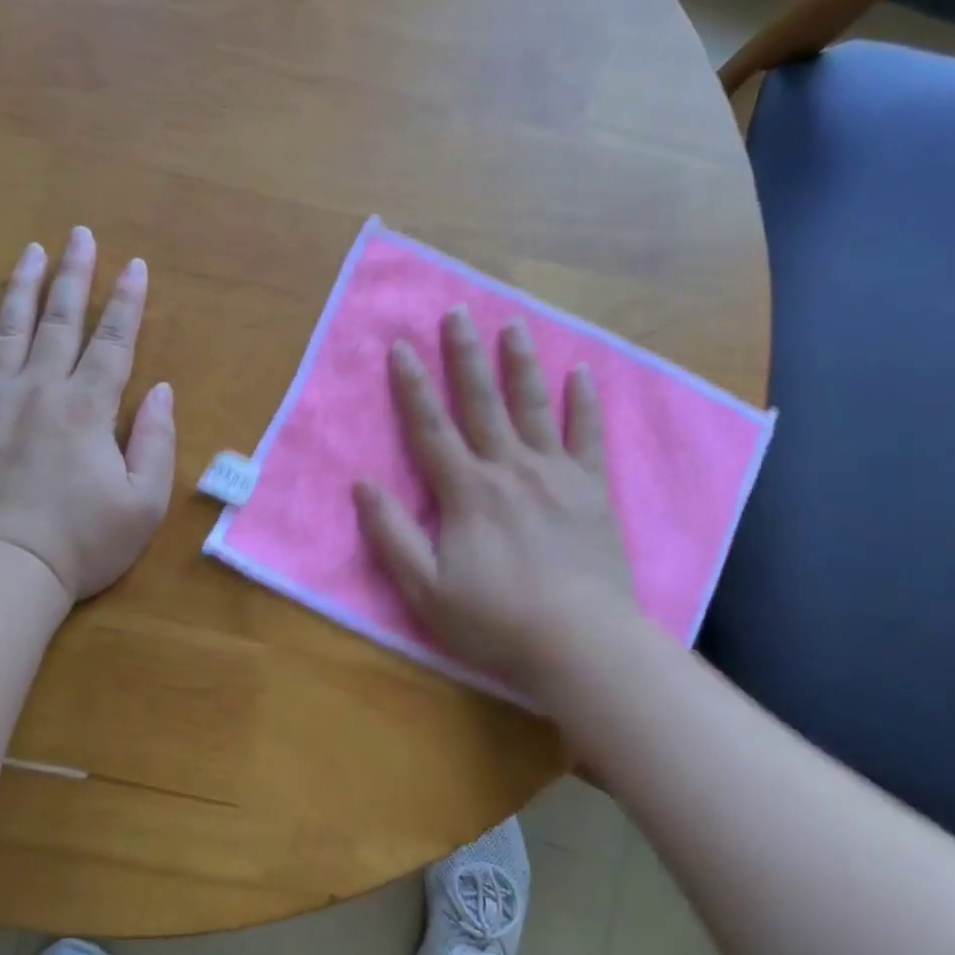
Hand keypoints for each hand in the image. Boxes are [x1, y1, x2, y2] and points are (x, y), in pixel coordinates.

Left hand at [0, 227, 175, 600]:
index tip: (135, 264)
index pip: (114, 341)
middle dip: (75, 274)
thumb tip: (161, 390)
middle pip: (61, 320)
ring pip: (10, 328)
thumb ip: (156, 441)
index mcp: (89, 408)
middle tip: (80, 234)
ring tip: (32, 250)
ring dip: (23, 285)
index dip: (127, 301)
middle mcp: (40, 389)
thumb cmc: (81, 543)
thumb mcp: (144, 503)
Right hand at [354, 307, 638, 686]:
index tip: (401, 345)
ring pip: (533, 406)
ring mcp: (555, 474)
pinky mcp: (591, 489)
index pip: (431, 426)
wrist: (581, 643)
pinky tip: (580, 372)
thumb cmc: (496, 620)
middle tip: (458, 311)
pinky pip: (587, 435)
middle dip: (465, 355)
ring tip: (513, 324)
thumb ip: (392, 534)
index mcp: (466, 491)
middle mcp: (509, 468)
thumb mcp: (425, 590)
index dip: (412, 385)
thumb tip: (363, 484)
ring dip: (520, 363)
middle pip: (482, 401)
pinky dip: (583, 402)